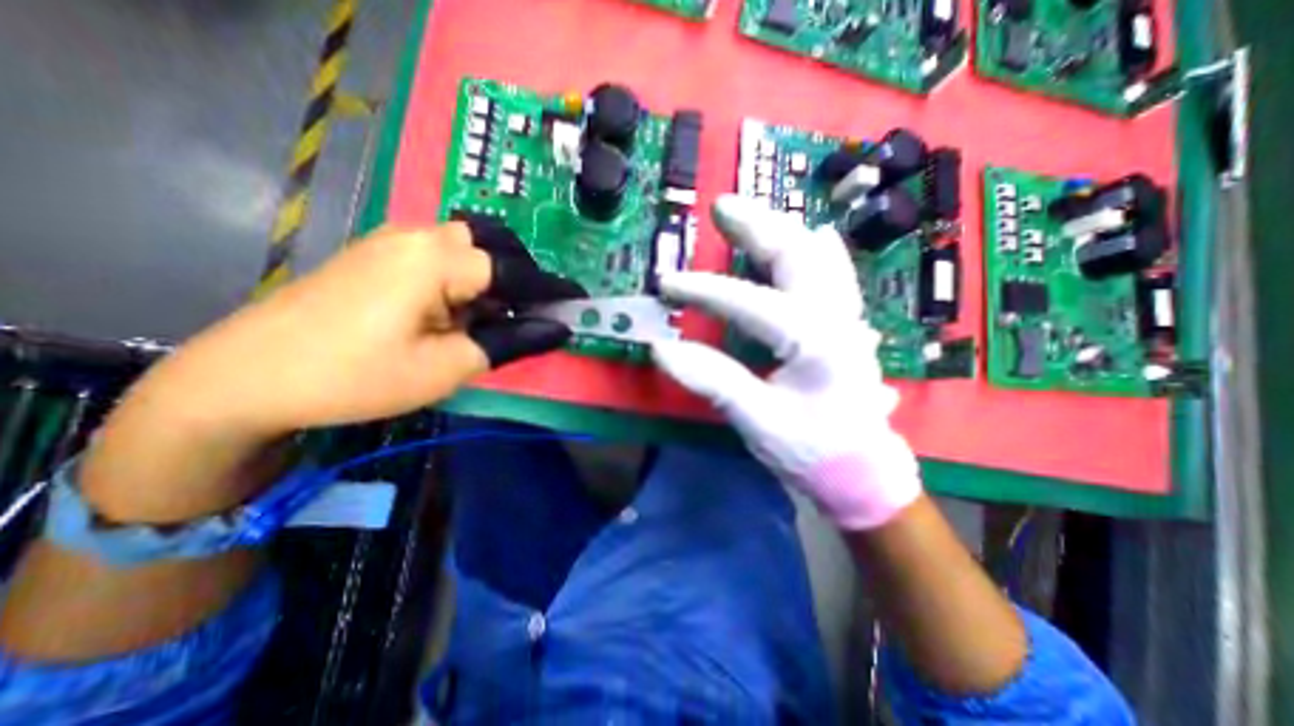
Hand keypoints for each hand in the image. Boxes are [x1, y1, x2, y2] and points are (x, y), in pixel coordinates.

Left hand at [84, 220, 580, 522]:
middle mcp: (419, 235)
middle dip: (525, 272)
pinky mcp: (378, 253)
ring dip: (496, 271)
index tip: (581, 302)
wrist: (245, 378)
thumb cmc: (357, 376)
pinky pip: (442, 251)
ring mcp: (394, 240)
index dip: (553, 288)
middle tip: (536, 310)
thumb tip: (559, 328)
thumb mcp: (448, 367)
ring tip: (501, 310)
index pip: (516, 269)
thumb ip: (511, 342)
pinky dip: (469, 274)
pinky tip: (463, 305)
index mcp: (438, 260)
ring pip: (469, 242)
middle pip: (494, 241)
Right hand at [658, 195, 919, 529]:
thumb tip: (660, 349)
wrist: (860, 472)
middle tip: (721, 207)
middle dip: (756, 227)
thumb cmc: (811, 450)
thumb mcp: (757, 421)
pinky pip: (835, 273)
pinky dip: (818, 249)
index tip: (666, 284)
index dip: (703, 290)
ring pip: (819, 256)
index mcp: (815, 341)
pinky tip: (812, 235)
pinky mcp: (845, 325)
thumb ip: (713, 381)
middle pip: (796, 255)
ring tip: (752, 214)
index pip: (750, 302)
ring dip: (783, 229)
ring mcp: (846, 317)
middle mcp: (836, 317)